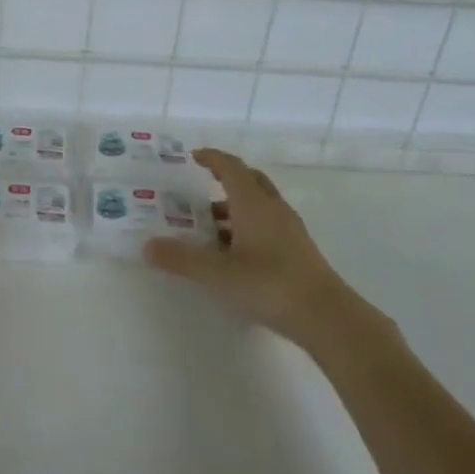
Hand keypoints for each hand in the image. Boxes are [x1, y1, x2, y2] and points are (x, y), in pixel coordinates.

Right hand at [142, 148, 392, 353]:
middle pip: (249, 180)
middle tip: (201, 185)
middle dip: (225, 178)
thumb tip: (147, 246)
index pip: (231, 167)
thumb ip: (183, 259)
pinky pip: (267, 226)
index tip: (193, 156)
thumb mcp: (219, 274)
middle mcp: (273, 209)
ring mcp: (289, 230)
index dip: (212, 158)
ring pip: (259, 205)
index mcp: (254, 203)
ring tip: (208, 225)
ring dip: (234, 207)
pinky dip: (247, 227)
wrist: (327, 317)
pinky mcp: (297, 251)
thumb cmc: (270, 285)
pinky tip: (234, 253)